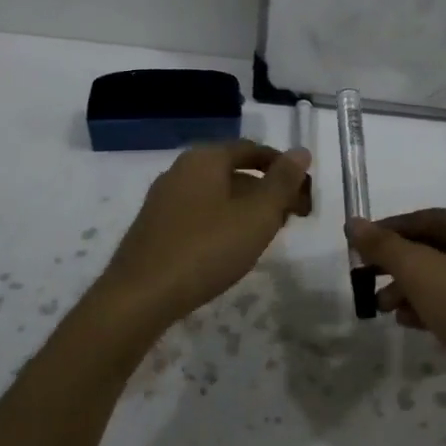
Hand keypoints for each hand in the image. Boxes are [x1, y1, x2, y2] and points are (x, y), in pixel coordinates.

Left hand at [97, 141, 312, 328]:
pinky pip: (199, 212)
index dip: (283, 168)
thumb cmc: (206, 249)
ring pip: (217, 193)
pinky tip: (231, 248)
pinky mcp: (155, 226)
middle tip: (292, 217)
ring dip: (247, 207)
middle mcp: (181, 170)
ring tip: (267, 235)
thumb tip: (301, 151)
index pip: (252, 150)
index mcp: (205, 158)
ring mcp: (164, 199)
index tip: (305, 193)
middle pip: (234, 171)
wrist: (140, 296)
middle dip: (267, 190)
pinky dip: (223, 221)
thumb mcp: (257, 215)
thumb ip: (282, 182)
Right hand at [347, 209, 445, 420]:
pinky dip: (434, 307)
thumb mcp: (422, 273)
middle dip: (399, 266)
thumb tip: (353, 223)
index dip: (388, 231)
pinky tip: (411, 323)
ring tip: (384, 309)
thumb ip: (385, 246)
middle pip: (436, 248)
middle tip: (367, 281)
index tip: (357, 246)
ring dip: (412, 289)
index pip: (427, 218)